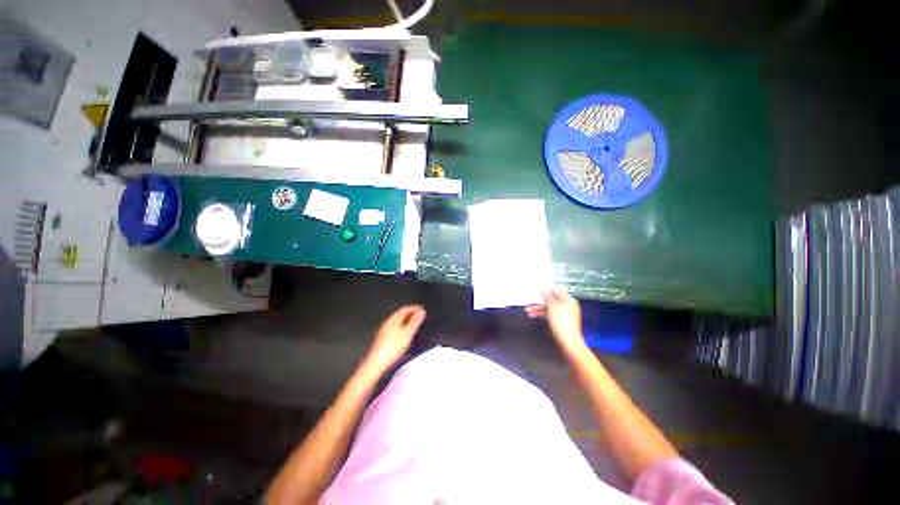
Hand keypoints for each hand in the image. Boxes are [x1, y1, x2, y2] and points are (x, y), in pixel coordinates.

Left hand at [365, 305, 425, 372]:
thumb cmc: (394, 347)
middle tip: (419, 316)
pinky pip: (394, 326)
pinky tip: (404, 333)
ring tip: (413, 324)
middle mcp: (388, 322)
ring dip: (406, 320)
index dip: (414, 308)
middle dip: (410, 313)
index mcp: (394, 319)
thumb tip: (422, 312)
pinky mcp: (382, 337)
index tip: (422, 309)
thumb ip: (415, 322)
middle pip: (400, 314)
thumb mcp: (408, 333)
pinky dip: (401, 326)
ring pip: (397, 321)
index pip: (405, 309)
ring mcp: (384, 329)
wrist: (377, 362)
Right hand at [526, 287, 584, 353]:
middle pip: (551, 300)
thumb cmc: (563, 325)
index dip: (546, 289)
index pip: (556, 290)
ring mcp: (564, 314)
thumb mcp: (552, 308)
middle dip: (540, 301)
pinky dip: (542, 314)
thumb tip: (544, 291)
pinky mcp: (561, 321)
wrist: (568, 342)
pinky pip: (550, 314)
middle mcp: (567, 306)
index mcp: (568, 300)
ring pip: (549, 308)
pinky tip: (534, 315)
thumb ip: (548, 298)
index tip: (537, 289)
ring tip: (529, 310)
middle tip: (531, 301)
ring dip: (539, 308)